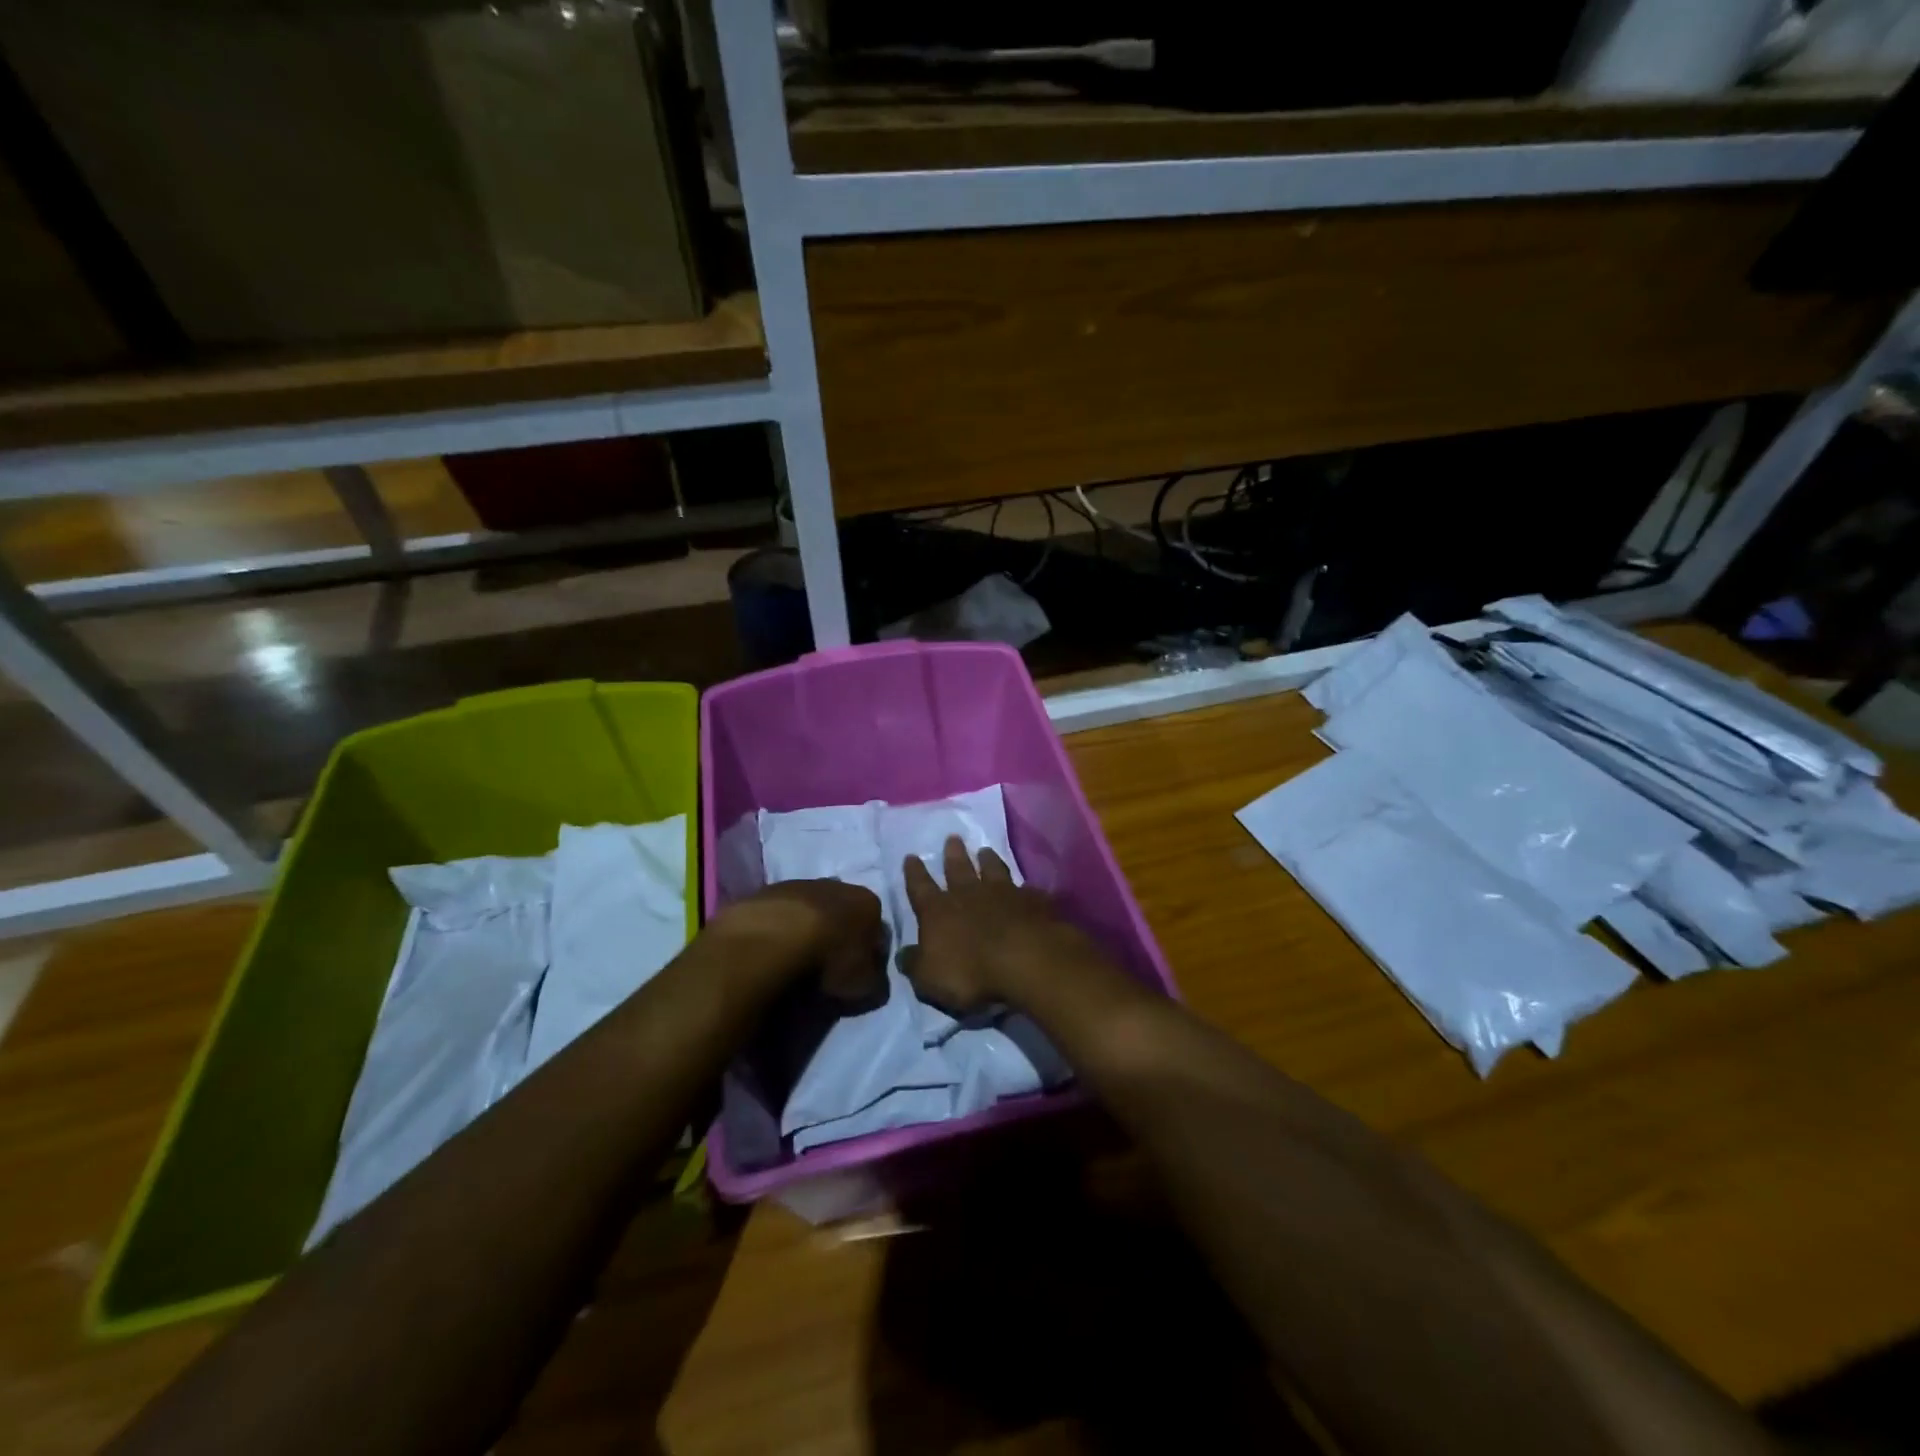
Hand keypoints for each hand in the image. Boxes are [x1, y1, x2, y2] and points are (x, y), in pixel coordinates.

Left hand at [709, 880, 886, 1007]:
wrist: (775, 939)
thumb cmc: (829, 960)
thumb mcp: (865, 984)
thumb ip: (874, 977)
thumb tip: (871, 975)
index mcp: (868, 903)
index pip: (875, 926)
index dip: (867, 950)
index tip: (855, 970)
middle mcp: (838, 886)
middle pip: (842, 911)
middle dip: (836, 933)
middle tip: (824, 964)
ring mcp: (801, 884)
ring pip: (809, 908)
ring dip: (806, 927)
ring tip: (794, 958)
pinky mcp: (768, 891)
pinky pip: (780, 913)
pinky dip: (779, 928)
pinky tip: (772, 948)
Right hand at [900, 836, 1089, 1014]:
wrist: (1026, 961)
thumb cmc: (970, 973)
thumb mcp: (929, 978)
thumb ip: (915, 964)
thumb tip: (903, 954)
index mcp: (938, 911)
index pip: (920, 888)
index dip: (914, 873)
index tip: (911, 856)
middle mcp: (969, 894)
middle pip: (958, 869)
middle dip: (953, 854)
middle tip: (952, 837)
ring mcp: (1004, 894)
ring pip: (993, 870)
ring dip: (988, 860)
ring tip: (985, 850)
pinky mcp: (1032, 902)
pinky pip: (1026, 890)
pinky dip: (1024, 888)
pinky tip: (1026, 887)